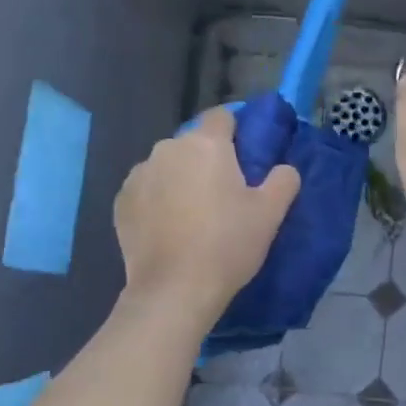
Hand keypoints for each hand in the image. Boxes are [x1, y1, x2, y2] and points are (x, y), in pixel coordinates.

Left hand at [114, 106, 301, 323]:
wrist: (174, 289)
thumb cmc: (228, 245)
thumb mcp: (270, 214)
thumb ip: (283, 180)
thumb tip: (284, 168)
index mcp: (206, 144)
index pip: (222, 116)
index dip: (235, 131)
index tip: (244, 156)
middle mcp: (168, 149)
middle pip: (192, 144)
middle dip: (206, 160)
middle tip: (223, 195)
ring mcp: (139, 174)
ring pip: (167, 166)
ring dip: (179, 179)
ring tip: (192, 215)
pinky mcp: (121, 201)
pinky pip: (146, 190)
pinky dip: (156, 201)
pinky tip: (167, 229)